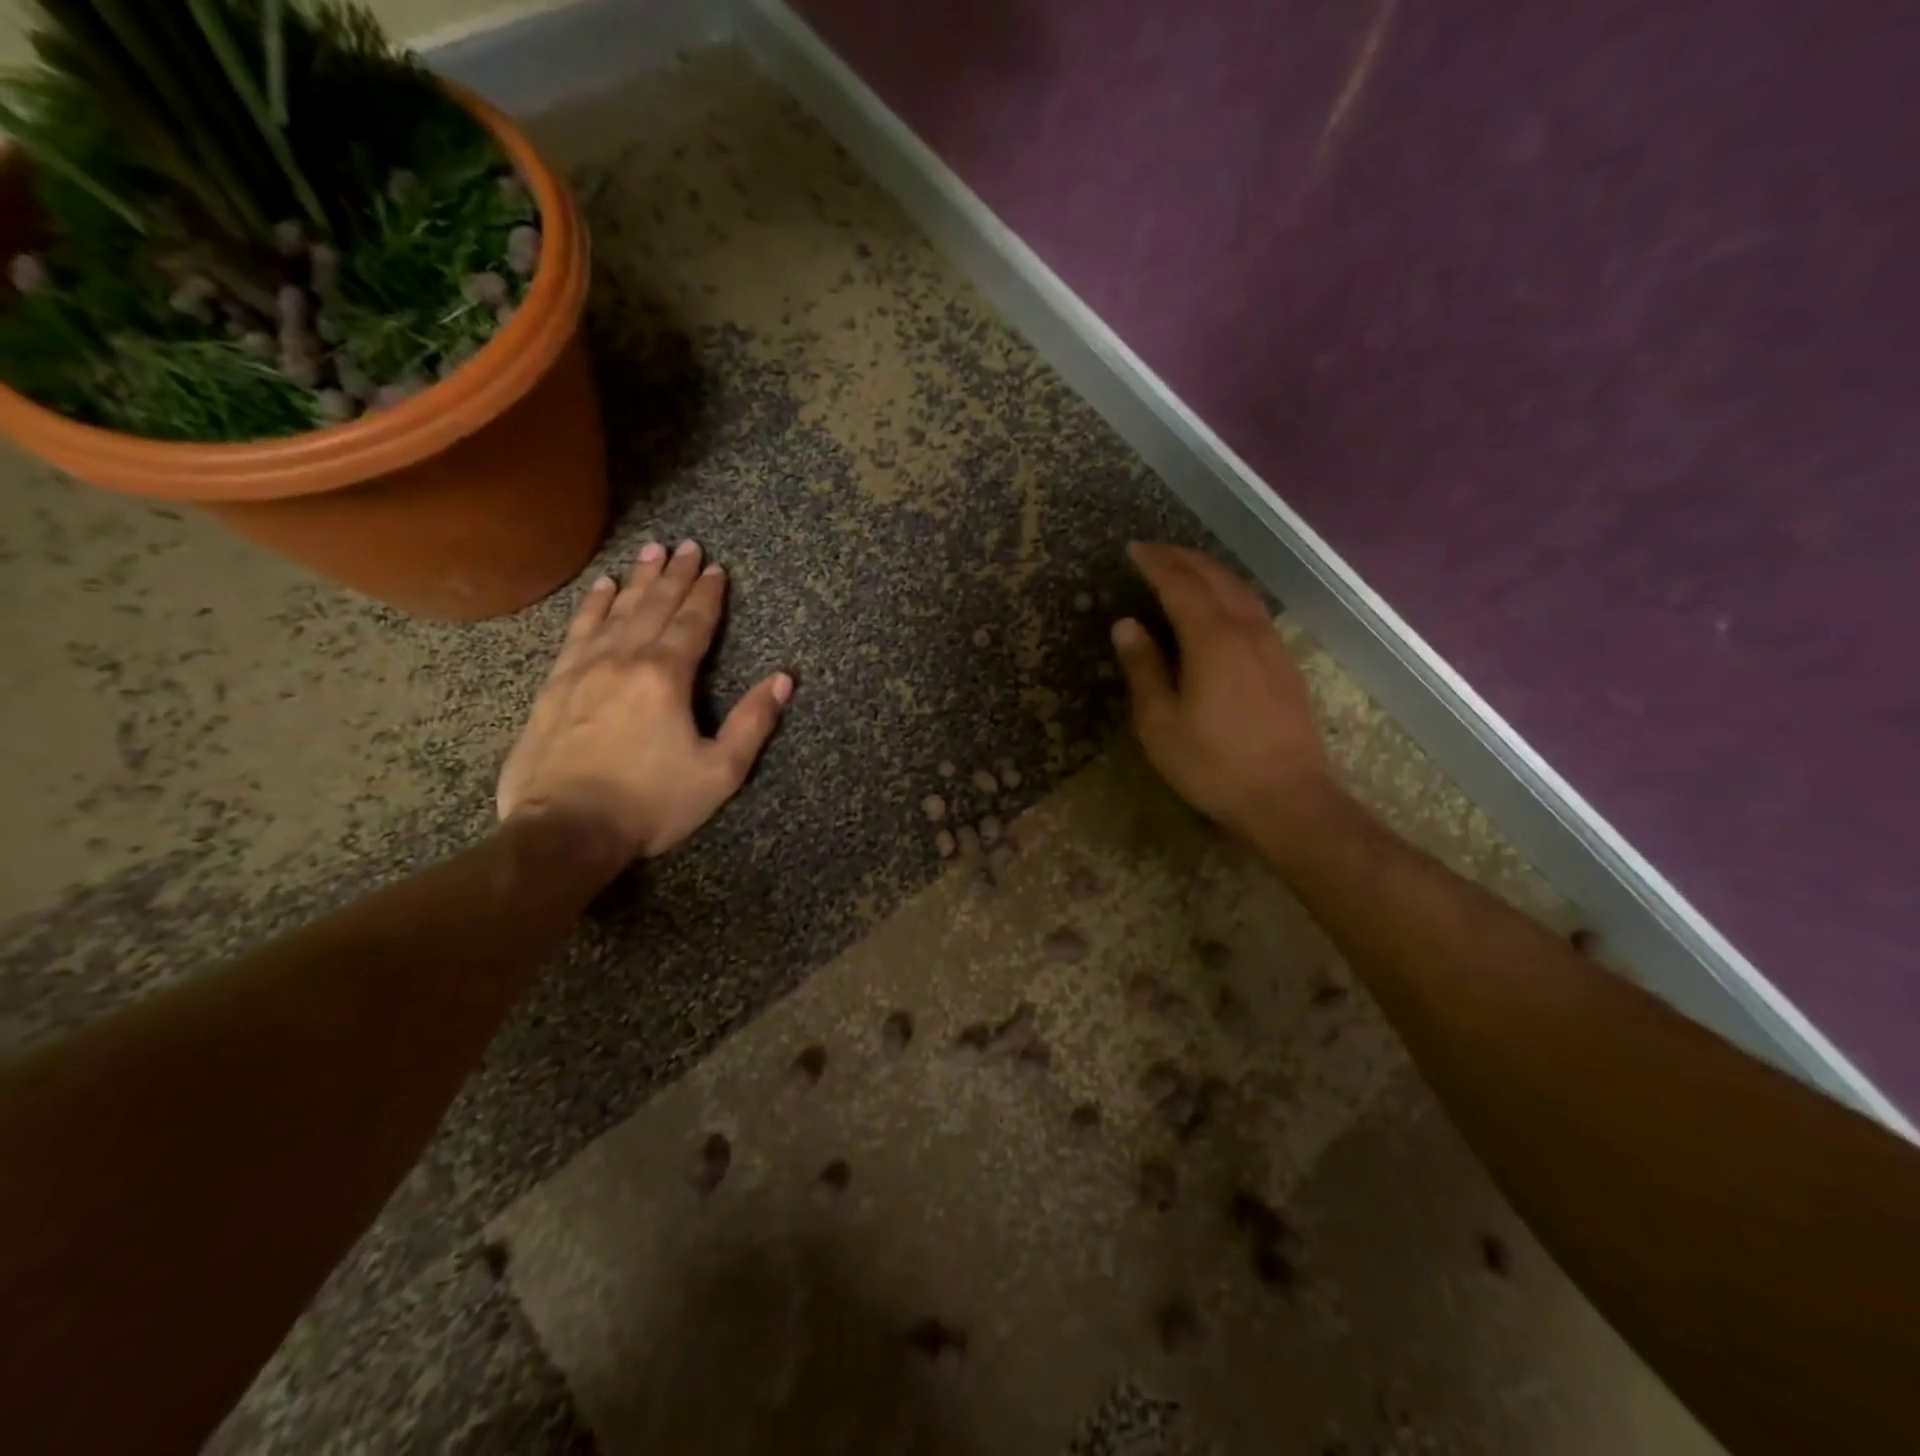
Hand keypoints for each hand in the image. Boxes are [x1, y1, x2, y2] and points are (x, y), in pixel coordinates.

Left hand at [497, 539, 791, 861]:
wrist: (565, 830)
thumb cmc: (651, 804)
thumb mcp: (719, 772)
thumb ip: (752, 722)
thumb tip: (783, 679)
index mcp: (666, 677)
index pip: (692, 623)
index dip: (707, 594)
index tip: (715, 567)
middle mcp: (624, 659)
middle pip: (654, 606)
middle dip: (674, 575)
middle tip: (686, 545)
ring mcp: (584, 669)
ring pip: (616, 611)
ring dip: (636, 580)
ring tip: (649, 551)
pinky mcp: (555, 685)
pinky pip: (578, 632)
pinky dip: (592, 606)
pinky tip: (600, 588)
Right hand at [1111, 543, 1333, 837]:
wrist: (1286, 797)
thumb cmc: (1212, 763)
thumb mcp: (1160, 722)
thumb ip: (1143, 668)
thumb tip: (1126, 625)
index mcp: (1211, 639)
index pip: (1180, 584)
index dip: (1155, 564)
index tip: (1133, 550)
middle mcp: (1245, 630)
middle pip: (1214, 577)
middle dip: (1182, 558)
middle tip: (1153, 551)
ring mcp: (1271, 644)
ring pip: (1240, 589)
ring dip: (1209, 571)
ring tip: (1184, 568)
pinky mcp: (1284, 662)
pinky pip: (1253, 608)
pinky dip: (1229, 592)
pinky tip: (1221, 605)